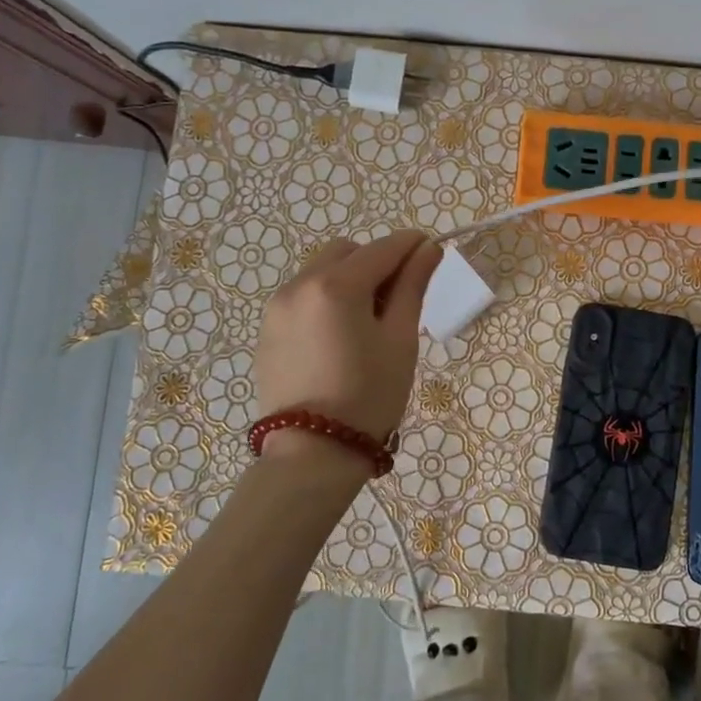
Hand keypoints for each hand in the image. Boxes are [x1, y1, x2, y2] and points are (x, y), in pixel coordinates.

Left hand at [254, 230, 443, 447]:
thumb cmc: (370, 396)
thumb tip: (428, 249)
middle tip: (398, 298)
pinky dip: (326, 300)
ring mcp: (277, 308)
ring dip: (349, 278)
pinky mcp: (267, 330)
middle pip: (347, 251)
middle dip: (376, 261)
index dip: (412, 246)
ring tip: (368, 321)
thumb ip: (412, 286)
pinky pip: (302, 296)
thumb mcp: (400, 339)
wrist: (313, 454)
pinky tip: (340, 338)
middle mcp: (299, 285)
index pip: (383, 248)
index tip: (432, 253)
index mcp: (336, 285)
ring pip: (320, 271)